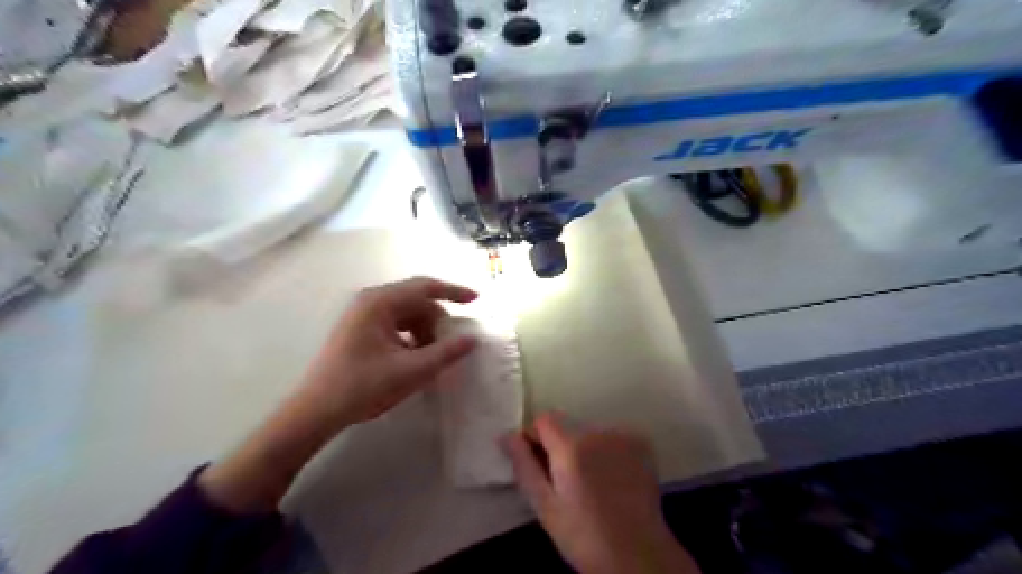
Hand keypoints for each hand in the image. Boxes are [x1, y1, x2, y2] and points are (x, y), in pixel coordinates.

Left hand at [301, 275, 482, 427]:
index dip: (453, 292)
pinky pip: (396, 325)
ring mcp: (363, 315)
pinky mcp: (361, 330)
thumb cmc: (362, 387)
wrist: (316, 411)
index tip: (476, 300)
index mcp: (379, 302)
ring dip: (426, 332)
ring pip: (408, 315)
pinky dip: (412, 338)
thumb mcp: (411, 371)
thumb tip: (472, 339)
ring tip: (434, 357)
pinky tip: (417, 359)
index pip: (425, 287)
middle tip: (452, 345)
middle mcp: (370, 301)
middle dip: (438, 321)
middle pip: (417, 302)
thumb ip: (445, 353)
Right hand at [505, 413, 699, 573]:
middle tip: (565, 480)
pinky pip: (613, 436)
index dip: (535, 437)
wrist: (638, 556)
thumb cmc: (584, 536)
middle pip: (568, 426)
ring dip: (584, 447)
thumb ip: (524, 466)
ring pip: (590, 431)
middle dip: (560, 445)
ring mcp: (623, 436)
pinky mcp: (641, 443)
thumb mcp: (545, 507)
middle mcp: (598, 432)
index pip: (544, 419)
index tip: (538, 462)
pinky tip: (611, 477)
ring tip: (591, 482)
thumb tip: (506, 436)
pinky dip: (607, 450)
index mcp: (571, 447)